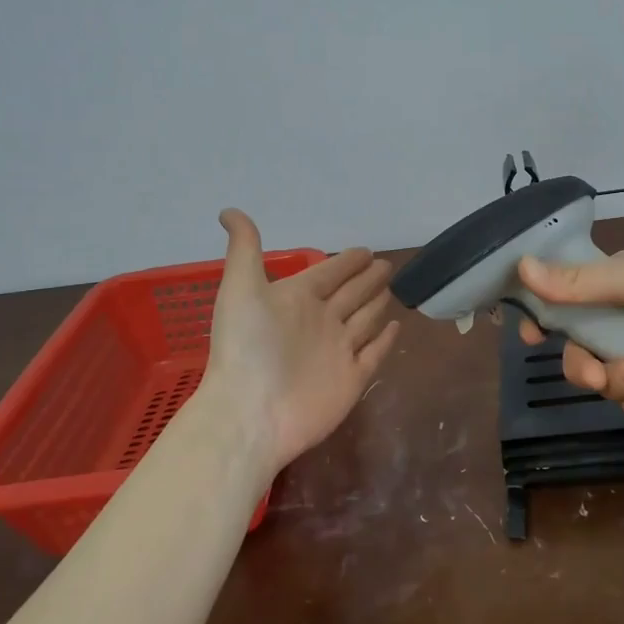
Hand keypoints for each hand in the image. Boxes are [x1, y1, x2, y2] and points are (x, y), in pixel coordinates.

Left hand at [204, 210, 401, 473]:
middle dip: (367, 279)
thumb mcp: (241, 288)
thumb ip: (244, 250)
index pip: (328, 273)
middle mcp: (319, 322)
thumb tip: (228, 210)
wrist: (251, 413)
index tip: (365, 250)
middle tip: (387, 265)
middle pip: (351, 294)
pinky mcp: (352, 379)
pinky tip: (395, 327)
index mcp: (296, 299)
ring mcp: (338, 352)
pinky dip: (385, 341)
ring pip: (364, 320)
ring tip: (393, 291)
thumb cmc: (246, 347)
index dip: (346, 262)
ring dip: (377, 305)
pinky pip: (374, 354)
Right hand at [515, 245, 623, 415]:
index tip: (528, 337)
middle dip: (582, 365)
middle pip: (583, 345)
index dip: (546, 317)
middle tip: (596, 375)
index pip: (569, 298)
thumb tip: (521, 266)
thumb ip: (577, 282)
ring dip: (615, 383)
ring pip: (608, 375)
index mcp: (621, 281)